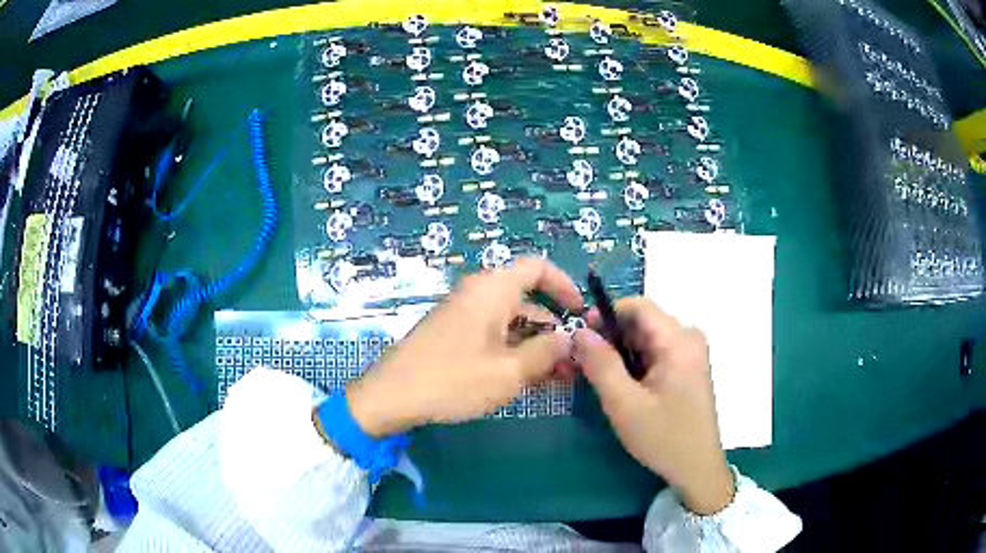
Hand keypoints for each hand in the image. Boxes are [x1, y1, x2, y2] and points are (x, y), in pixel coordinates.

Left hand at [346, 258, 582, 436]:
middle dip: (554, 329)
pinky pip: (493, 335)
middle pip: (527, 300)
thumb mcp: (509, 371)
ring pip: (512, 322)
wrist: (392, 396)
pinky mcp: (454, 335)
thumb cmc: (453, 379)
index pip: (538, 268)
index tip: (581, 314)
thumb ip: (546, 352)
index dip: (565, 285)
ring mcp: (464, 315)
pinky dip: (514, 351)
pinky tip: (528, 380)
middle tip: (574, 363)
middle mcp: (479, 295)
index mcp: (492, 290)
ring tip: (558, 379)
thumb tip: (570, 338)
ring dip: (536, 346)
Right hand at [573, 297, 733, 514]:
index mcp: (679, 341)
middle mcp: (689, 339)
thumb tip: (579, 331)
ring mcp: (691, 354)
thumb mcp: (624, 403)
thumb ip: (600, 364)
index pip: (639, 306)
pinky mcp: (689, 368)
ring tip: (602, 380)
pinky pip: (657, 353)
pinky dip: (636, 364)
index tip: (581, 336)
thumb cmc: (662, 437)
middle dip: (612, 337)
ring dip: (622, 353)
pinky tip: (625, 388)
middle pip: (643, 322)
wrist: (697, 469)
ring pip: (647, 338)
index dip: (606, 314)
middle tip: (585, 364)